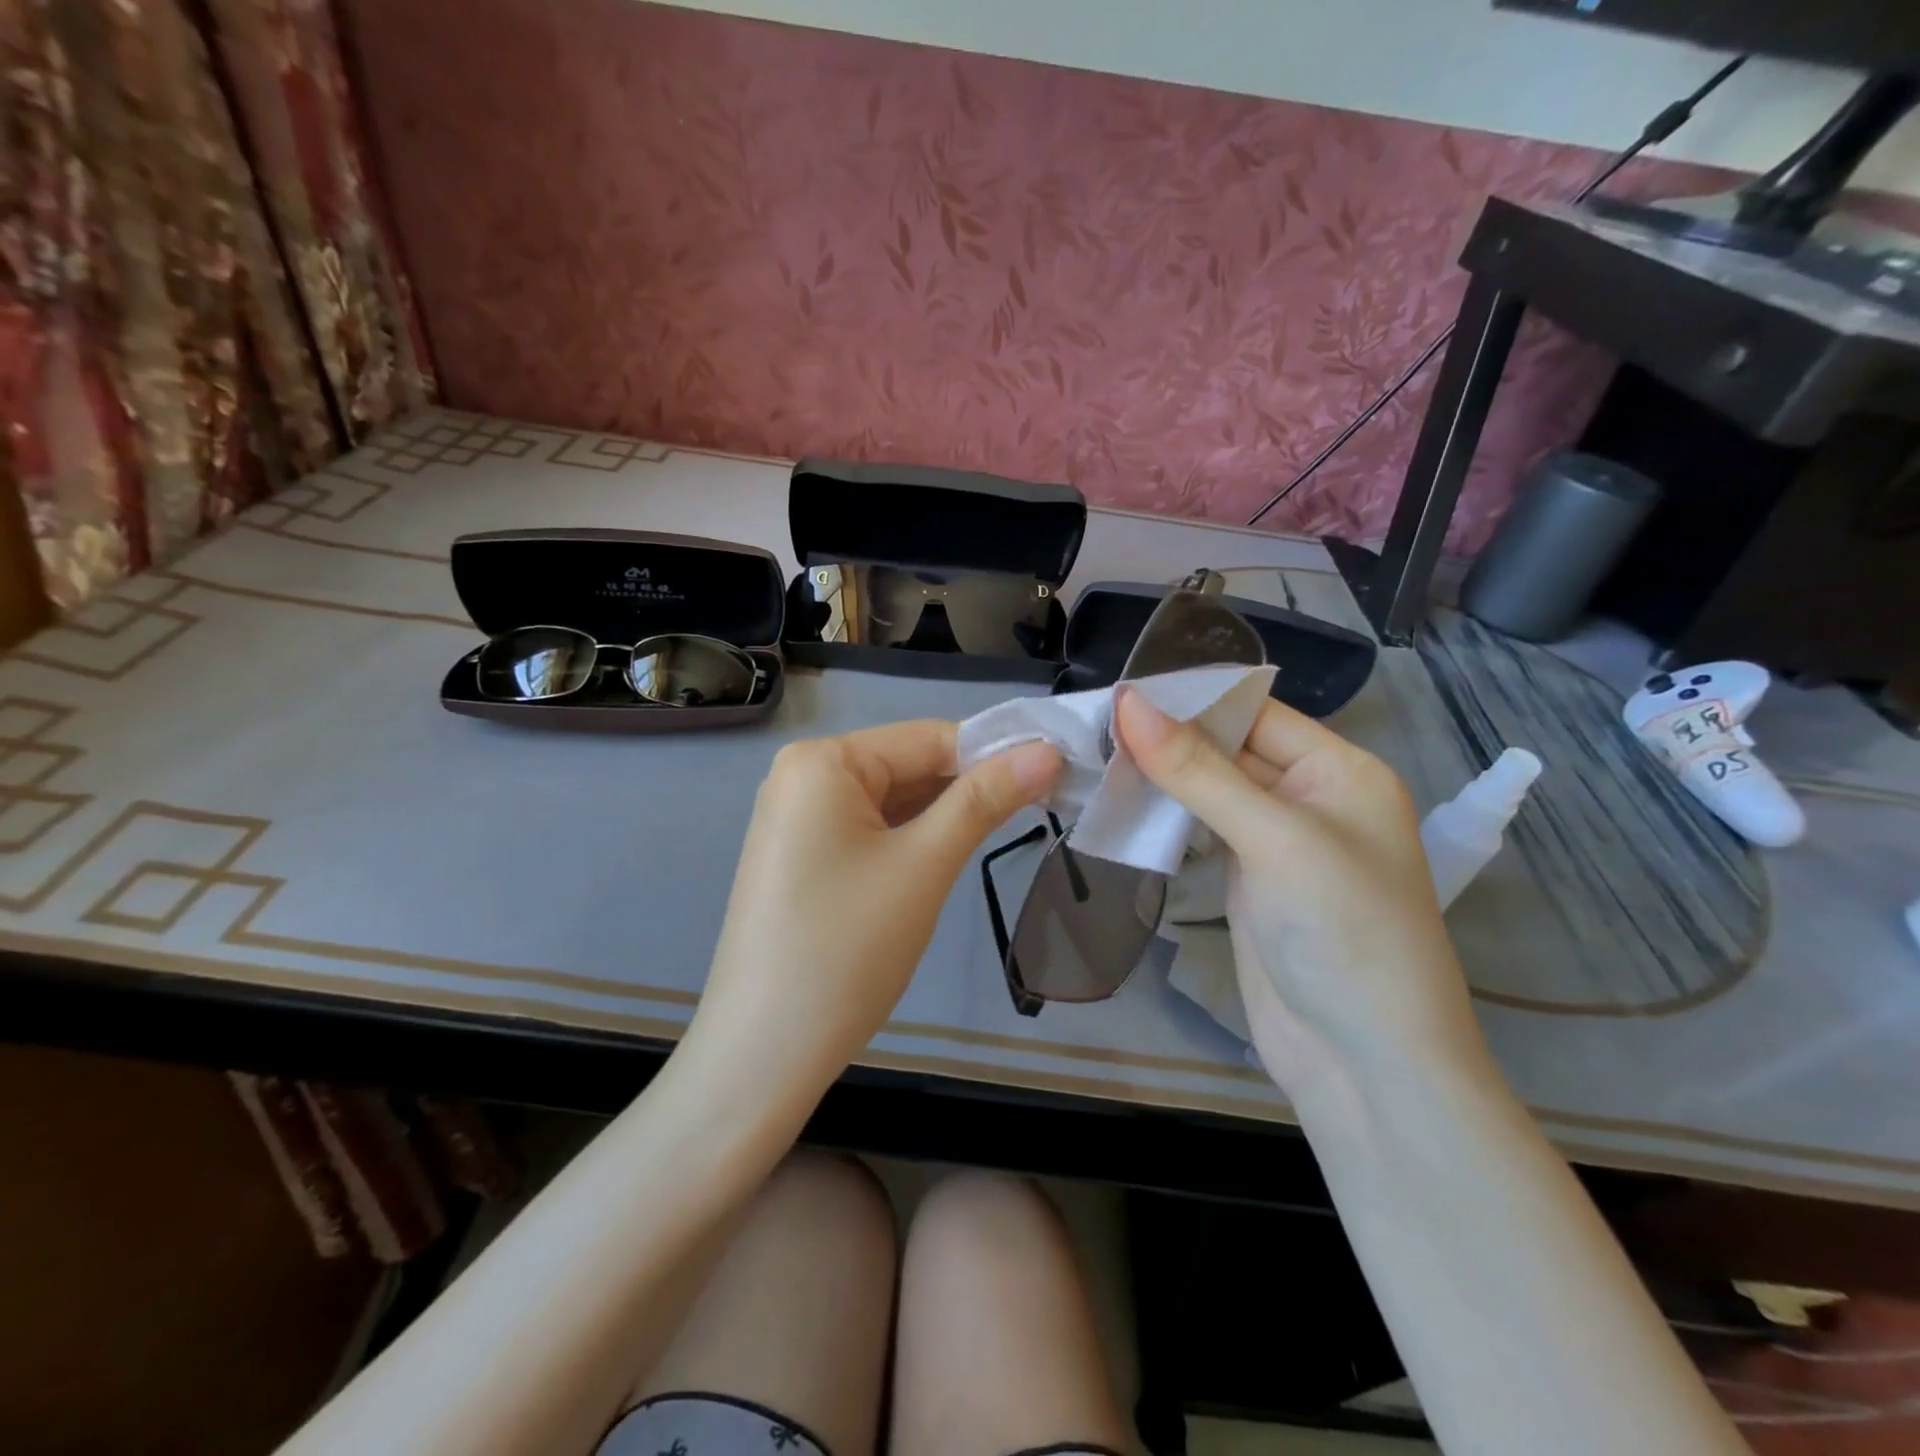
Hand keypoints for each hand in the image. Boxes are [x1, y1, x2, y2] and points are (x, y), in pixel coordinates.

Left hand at [692, 721, 1060, 1097]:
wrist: (764, 1054)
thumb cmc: (848, 949)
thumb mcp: (925, 865)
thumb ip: (985, 800)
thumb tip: (1047, 750)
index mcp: (822, 761)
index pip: (928, 738)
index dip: (996, 752)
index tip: (1060, 768)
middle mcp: (803, 776)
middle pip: (908, 765)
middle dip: (972, 785)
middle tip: (1048, 801)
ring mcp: (797, 819)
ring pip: (892, 800)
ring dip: (946, 814)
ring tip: (1012, 824)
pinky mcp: (802, 857)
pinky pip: (869, 829)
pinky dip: (912, 837)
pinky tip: (949, 852)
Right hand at [1115, 689, 1487, 1100]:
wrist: (1364, 1064)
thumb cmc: (1342, 932)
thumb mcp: (1274, 839)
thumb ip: (1199, 770)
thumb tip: (1130, 702)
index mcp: (1338, 770)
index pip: (1254, 711)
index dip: (1189, 698)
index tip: (1117, 691)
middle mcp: (1309, 797)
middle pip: (1229, 748)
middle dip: (1167, 738)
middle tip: (1092, 725)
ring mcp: (1276, 842)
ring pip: (1209, 790)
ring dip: (1159, 778)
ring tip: (1093, 756)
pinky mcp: (1248, 880)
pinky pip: (1202, 831)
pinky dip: (1164, 817)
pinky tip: (1121, 804)